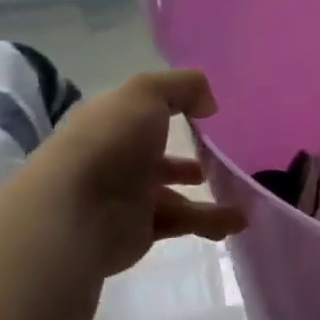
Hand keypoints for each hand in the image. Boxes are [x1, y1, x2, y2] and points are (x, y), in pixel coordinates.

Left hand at [41, 70, 246, 276]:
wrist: (75, 214)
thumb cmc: (109, 142)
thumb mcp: (145, 94)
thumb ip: (182, 87)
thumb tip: (207, 104)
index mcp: (111, 122)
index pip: (141, 113)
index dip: (170, 110)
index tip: (207, 114)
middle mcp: (116, 158)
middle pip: (157, 157)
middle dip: (186, 160)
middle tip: (223, 159)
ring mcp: (126, 197)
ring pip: (174, 194)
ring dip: (208, 195)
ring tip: (244, 193)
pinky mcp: (139, 232)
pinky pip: (182, 223)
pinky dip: (210, 221)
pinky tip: (238, 220)